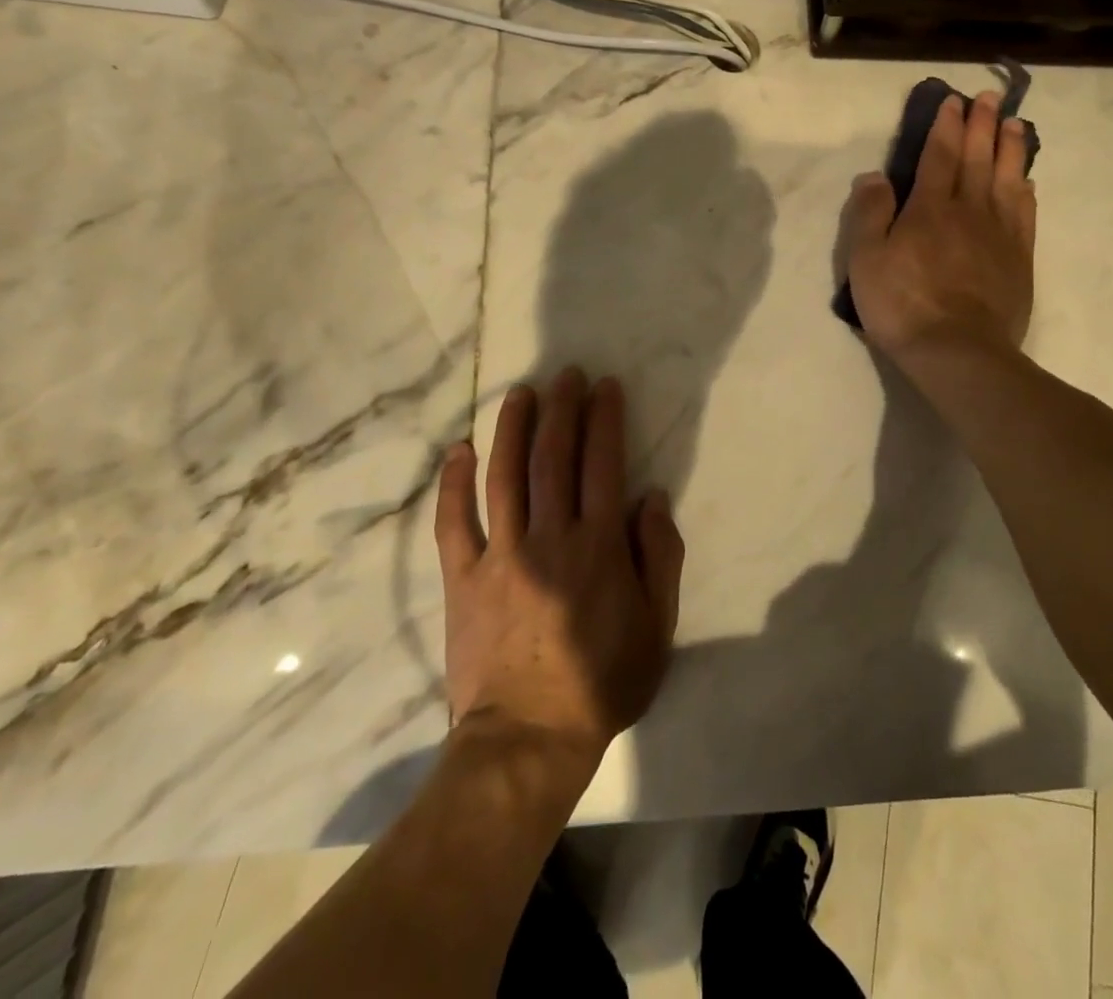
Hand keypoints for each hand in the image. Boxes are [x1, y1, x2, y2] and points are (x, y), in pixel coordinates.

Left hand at [435, 369, 683, 761]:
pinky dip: (453, 484)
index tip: (605, 387)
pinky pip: (453, 523)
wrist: (528, 738)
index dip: (604, 420)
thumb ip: (659, 556)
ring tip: (520, 392)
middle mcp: (549, 537)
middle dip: (561, 410)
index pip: (602, 465)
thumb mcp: (657, 626)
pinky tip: (459, 450)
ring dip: (512, 429)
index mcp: (598, 546)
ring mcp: (501, 556)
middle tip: (565, 374)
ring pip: (505, 477)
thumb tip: (650, 497)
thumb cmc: (602, 682)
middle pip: (553, 458)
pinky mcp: (463, 579)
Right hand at [844, 91, 1036, 364]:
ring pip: (1007, 180)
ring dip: (1010, 149)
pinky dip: (1026, 193)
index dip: (946, 127)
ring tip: (1014, 124)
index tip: (953, 102)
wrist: (958, 352)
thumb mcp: (866, 260)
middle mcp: (969, 211)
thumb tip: (875, 176)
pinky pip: (1025, 215)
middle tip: (990, 98)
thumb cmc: (903, 305)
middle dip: (982, 125)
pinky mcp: (1018, 260)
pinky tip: (1028, 182)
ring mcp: (999, 235)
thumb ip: (870, 214)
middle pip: (977, 159)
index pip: (939, 156)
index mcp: (930, 208)